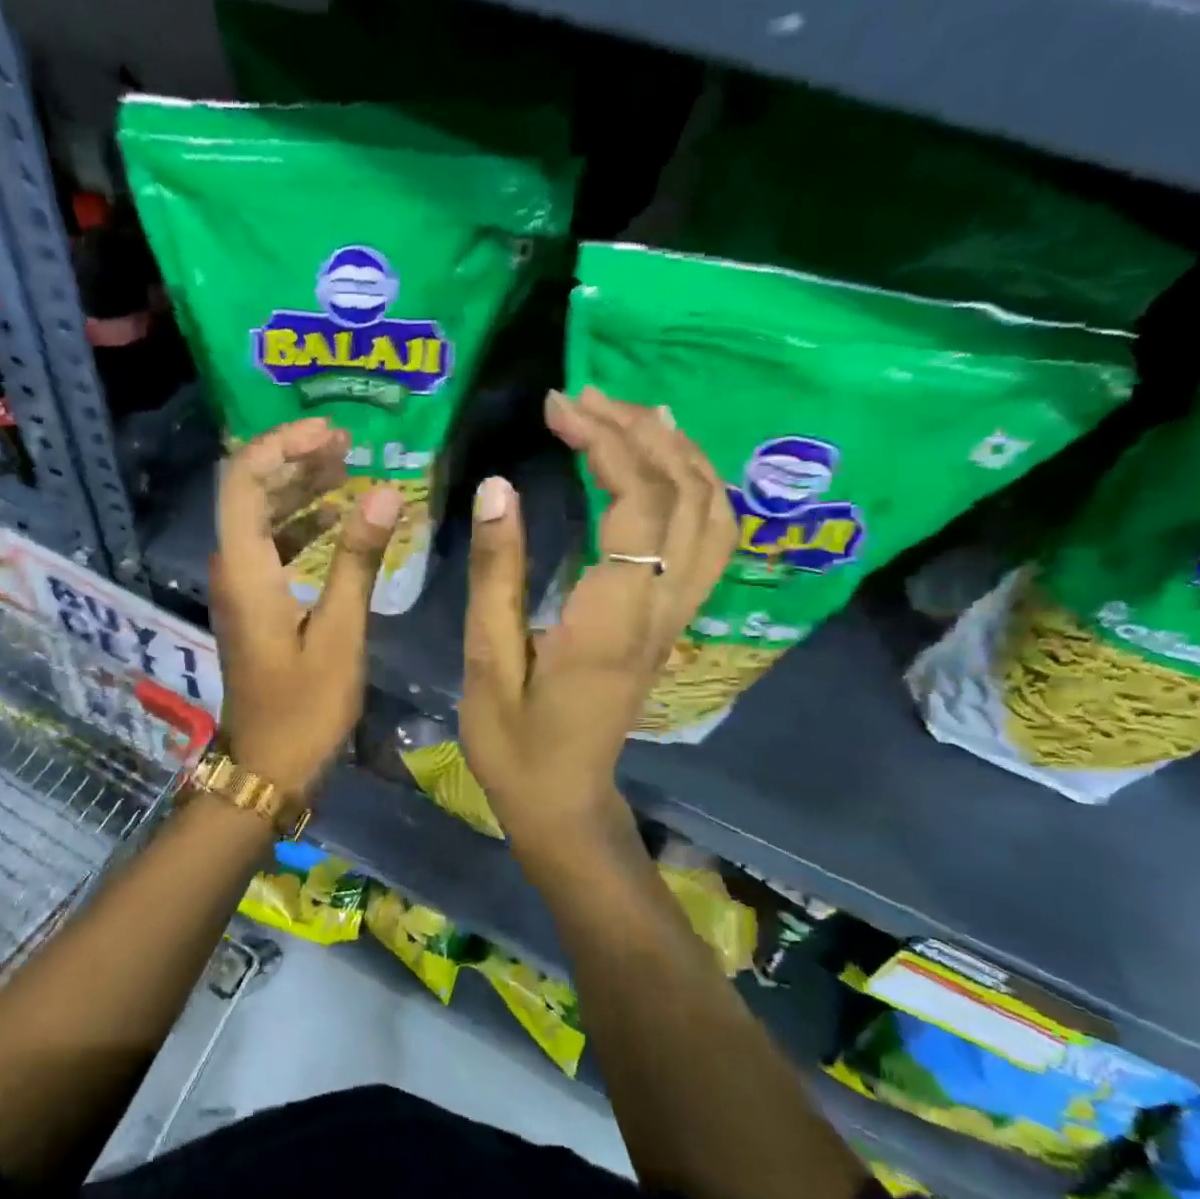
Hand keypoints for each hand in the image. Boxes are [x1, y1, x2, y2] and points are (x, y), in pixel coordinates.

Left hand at [210, 419, 401, 797]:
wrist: (268, 767)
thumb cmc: (305, 708)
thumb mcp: (340, 633)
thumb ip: (358, 560)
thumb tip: (384, 493)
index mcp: (245, 568)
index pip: (245, 478)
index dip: (284, 444)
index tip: (333, 434)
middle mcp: (232, 568)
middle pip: (251, 491)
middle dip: (296, 460)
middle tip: (349, 446)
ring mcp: (241, 587)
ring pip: (263, 518)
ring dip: (301, 490)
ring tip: (350, 472)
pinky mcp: (255, 605)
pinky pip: (273, 547)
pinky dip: (303, 527)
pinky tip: (340, 523)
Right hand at [460, 388, 735, 864]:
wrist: (563, 802)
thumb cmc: (515, 743)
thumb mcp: (488, 662)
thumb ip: (497, 576)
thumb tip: (499, 488)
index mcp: (612, 620)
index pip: (637, 506)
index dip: (604, 443)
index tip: (557, 407)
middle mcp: (661, 610)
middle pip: (685, 496)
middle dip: (638, 432)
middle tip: (583, 396)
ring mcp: (676, 617)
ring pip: (712, 515)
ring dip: (678, 452)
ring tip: (630, 410)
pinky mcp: (672, 623)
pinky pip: (707, 541)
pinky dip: (694, 488)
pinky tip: (661, 464)